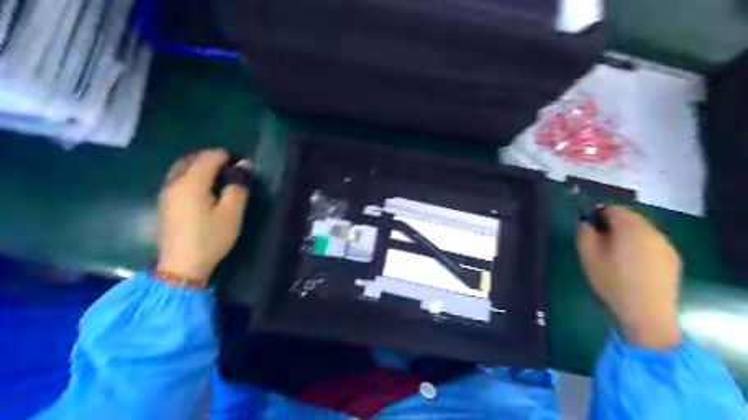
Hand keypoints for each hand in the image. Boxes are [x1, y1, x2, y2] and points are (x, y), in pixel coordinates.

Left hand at [155, 149, 250, 280]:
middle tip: (231, 171)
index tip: (242, 167)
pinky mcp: (164, 204)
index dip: (227, 156)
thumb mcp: (231, 214)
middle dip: (212, 159)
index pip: (209, 156)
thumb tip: (244, 166)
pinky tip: (204, 191)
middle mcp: (174, 182)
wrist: (181, 267)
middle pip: (192, 158)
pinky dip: (192, 176)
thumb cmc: (210, 239)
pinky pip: (178, 179)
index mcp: (191, 182)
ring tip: (219, 180)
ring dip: (201, 167)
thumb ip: (238, 187)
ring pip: (182, 168)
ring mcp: (166, 193)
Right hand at [577, 205, 682, 347]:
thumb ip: (584, 233)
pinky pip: (651, 244)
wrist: (647, 315)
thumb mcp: (588, 257)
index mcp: (630, 227)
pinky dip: (639, 247)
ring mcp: (665, 245)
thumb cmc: (613, 282)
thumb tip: (587, 224)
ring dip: (627, 236)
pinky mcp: (672, 260)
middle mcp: (652, 231)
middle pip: (630, 218)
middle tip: (599, 242)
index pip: (612, 209)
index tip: (588, 229)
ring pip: (641, 231)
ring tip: (615, 256)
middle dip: (613, 224)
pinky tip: (632, 266)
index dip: (597, 215)